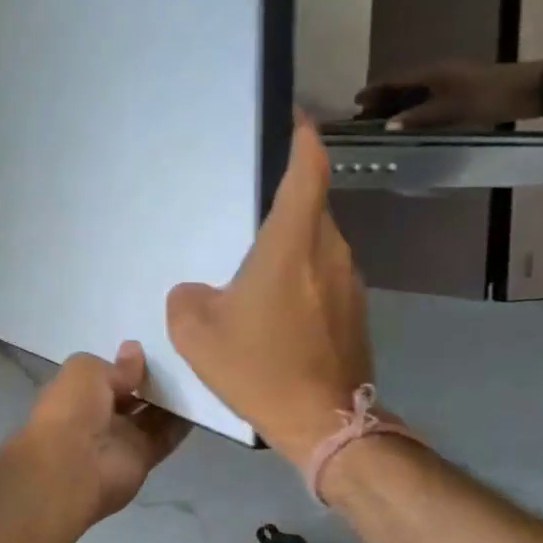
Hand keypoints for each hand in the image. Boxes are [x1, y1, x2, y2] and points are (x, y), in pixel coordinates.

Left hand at [12, 342, 189, 525]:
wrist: (73, 466)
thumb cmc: (72, 409)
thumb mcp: (86, 371)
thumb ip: (115, 365)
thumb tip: (134, 351)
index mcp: (76, 391)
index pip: (103, 374)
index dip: (124, 362)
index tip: (152, 346)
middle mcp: (97, 414)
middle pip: (129, 394)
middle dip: (149, 379)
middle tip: (181, 359)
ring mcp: (120, 437)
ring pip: (150, 415)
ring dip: (169, 399)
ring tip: (196, 374)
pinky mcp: (142, 457)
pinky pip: (166, 435)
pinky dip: (182, 422)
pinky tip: (202, 399)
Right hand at [166, 114, 372, 461]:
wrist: (325, 422)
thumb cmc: (259, 367)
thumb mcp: (196, 332)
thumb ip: (187, 298)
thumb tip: (198, 291)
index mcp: (291, 246)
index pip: (307, 176)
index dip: (304, 142)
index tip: (299, 120)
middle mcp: (328, 253)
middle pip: (311, 209)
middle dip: (287, 200)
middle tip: (250, 210)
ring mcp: (349, 282)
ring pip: (318, 244)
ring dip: (291, 244)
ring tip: (256, 266)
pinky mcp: (355, 310)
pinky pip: (323, 275)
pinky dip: (301, 276)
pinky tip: (275, 306)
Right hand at [354, 60, 540, 129]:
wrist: (535, 89)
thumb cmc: (490, 96)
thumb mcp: (451, 109)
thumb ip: (418, 117)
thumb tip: (387, 125)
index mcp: (432, 73)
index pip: (394, 80)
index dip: (374, 90)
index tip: (356, 102)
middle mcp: (438, 73)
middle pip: (403, 85)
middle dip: (383, 99)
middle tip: (365, 116)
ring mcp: (452, 80)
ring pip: (417, 91)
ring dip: (399, 104)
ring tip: (384, 120)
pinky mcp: (464, 89)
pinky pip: (430, 96)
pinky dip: (416, 106)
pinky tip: (413, 118)